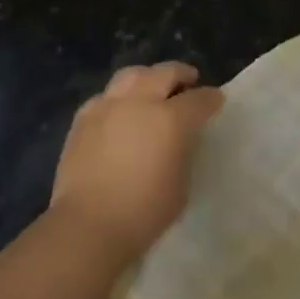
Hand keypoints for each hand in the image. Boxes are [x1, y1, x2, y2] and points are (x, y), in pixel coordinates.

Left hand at [49, 62, 223, 266]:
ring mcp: (108, 107)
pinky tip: (119, 110)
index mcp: (171, 119)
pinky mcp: (83, 119)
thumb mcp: (181, 184)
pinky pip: (105, 96)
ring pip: (131, 75)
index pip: (199, 99)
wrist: (88, 225)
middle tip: (189, 80)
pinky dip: (118, 98)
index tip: (216, 100)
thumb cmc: (144, 212)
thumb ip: (182, 152)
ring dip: (148, 77)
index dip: (211, 98)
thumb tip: (179, 140)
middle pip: (165, 73)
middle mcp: (140, 103)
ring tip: (152, 86)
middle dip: (181, 74)